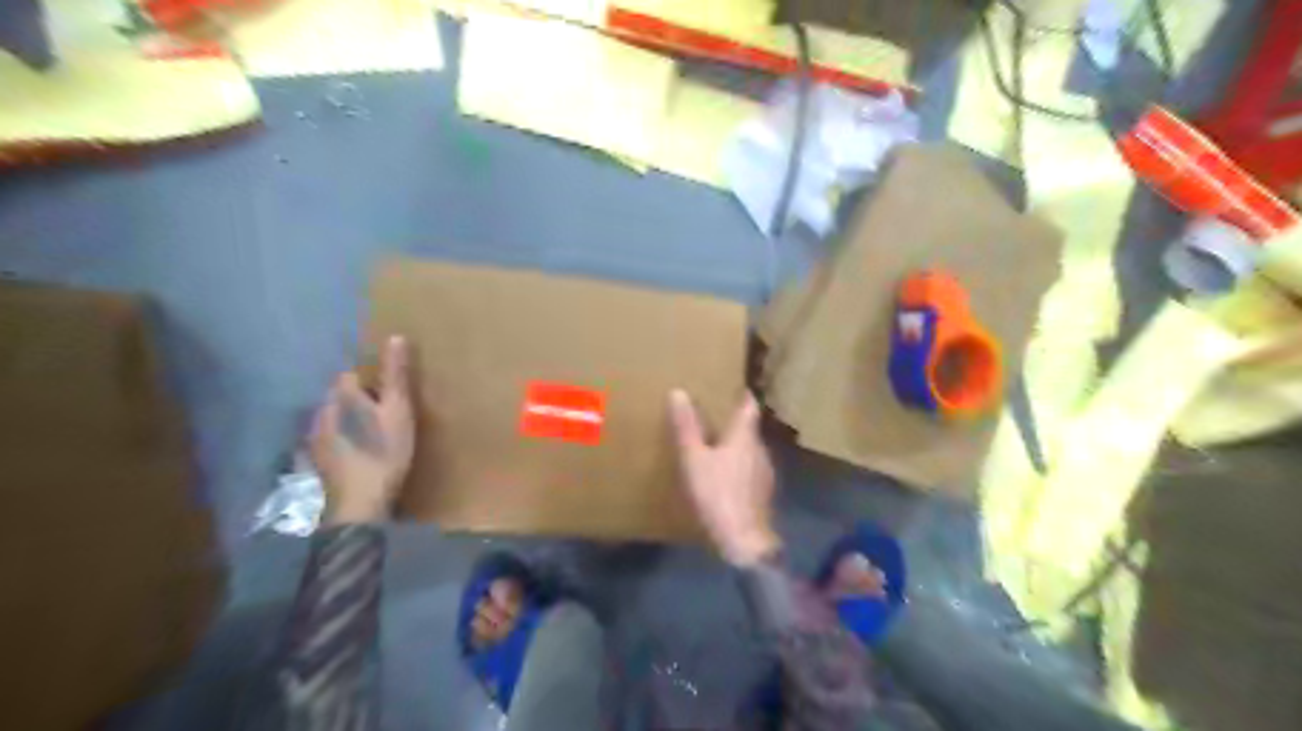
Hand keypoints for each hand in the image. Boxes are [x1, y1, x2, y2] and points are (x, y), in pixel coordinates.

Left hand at [309, 336, 414, 523]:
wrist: (358, 507)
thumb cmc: (384, 453)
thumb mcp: (398, 411)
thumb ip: (395, 376)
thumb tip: (395, 336)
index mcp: (339, 398)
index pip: (350, 376)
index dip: (372, 381)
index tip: (391, 392)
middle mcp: (319, 414)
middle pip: (339, 398)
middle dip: (359, 400)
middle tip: (386, 413)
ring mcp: (313, 442)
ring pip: (332, 420)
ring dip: (349, 422)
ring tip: (373, 434)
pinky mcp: (315, 465)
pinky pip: (330, 442)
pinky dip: (343, 442)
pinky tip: (358, 456)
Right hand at [671, 388, 770, 565]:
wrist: (744, 541)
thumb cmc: (718, 493)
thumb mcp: (694, 459)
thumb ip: (686, 427)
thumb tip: (678, 392)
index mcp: (745, 436)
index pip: (749, 406)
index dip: (742, 395)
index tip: (732, 387)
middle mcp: (760, 449)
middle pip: (749, 429)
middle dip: (733, 422)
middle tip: (713, 416)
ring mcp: (764, 473)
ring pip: (749, 450)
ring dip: (735, 445)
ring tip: (715, 445)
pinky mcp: (762, 493)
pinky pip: (749, 470)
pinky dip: (737, 466)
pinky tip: (723, 476)